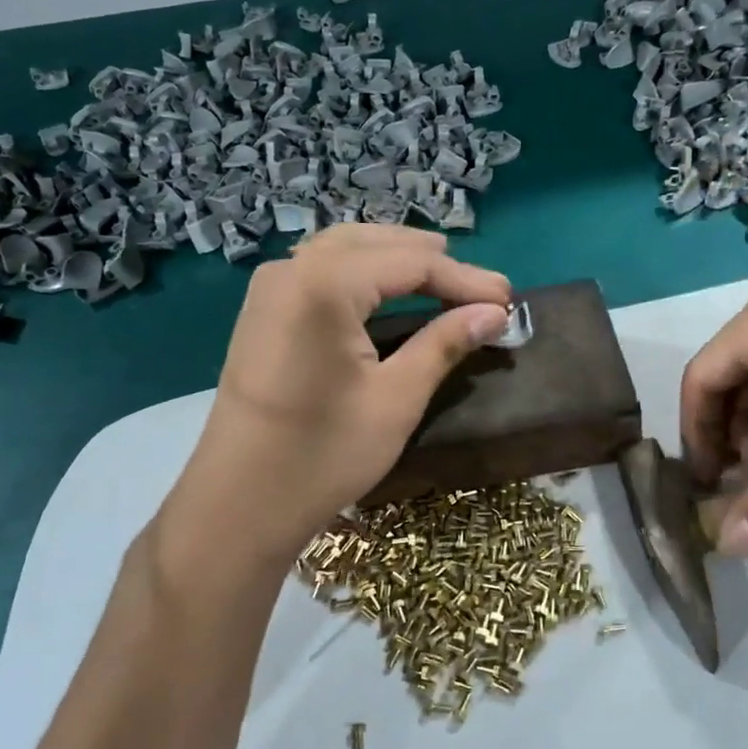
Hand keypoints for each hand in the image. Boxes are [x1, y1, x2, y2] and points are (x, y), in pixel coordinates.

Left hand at [159, 225, 509, 569]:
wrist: (238, 504)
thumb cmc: (323, 455)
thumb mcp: (396, 399)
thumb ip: (445, 344)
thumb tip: (495, 313)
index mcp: (324, 285)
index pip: (411, 263)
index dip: (465, 279)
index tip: (509, 300)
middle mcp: (292, 269)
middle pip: (378, 244)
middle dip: (435, 263)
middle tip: (485, 291)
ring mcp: (271, 287)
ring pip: (347, 248)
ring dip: (399, 258)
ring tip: (445, 276)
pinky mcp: (264, 310)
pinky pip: (322, 267)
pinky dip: (364, 269)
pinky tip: (388, 287)